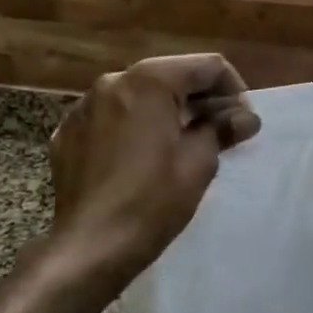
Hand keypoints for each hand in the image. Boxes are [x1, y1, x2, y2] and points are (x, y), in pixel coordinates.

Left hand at [48, 54, 260, 284]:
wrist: (90, 247)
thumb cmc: (153, 200)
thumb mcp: (199, 162)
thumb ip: (222, 128)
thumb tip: (245, 118)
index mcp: (149, 81)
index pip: (207, 66)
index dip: (233, 89)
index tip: (242, 122)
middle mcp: (113, 82)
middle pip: (171, 76)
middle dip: (200, 99)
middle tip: (220, 132)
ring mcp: (84, 107)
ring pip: (139, 96)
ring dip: (166, 111)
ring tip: (182, 144)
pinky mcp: (67, 133)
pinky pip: (112, 118)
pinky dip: (134, 127)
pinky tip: (143, 157)